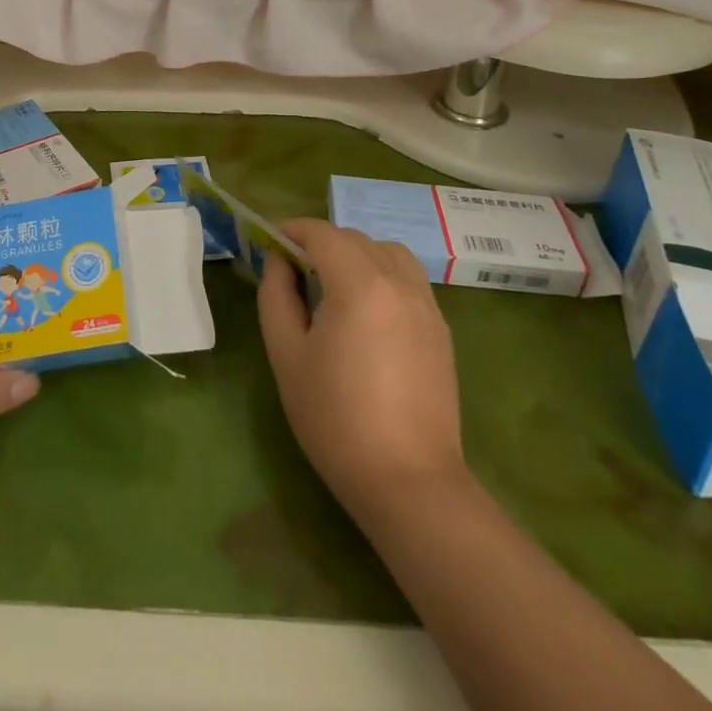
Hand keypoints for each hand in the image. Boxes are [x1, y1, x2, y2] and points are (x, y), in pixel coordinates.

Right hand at [257, 218, 470, 524]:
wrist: (408, 481)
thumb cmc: (335, 418)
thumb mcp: (287, 354)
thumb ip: (277, 295)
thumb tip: (280, 262)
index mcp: (359, 284)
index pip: (323, 233)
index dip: (293, 230)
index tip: (271, 243)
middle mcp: (398, 282)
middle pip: (355, 238)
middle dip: (321, 242)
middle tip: (294, 269)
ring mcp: (426, 304)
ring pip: (388, 252)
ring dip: (357, 253)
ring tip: (335, 284)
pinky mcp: (440, 328)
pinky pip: (409, 278)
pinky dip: (383, 274)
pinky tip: (367, 310)